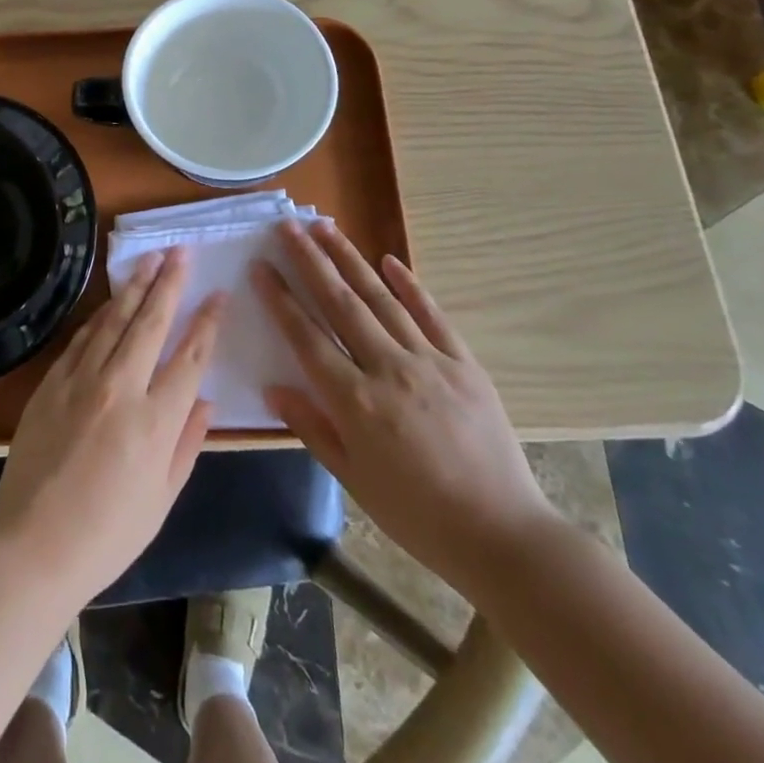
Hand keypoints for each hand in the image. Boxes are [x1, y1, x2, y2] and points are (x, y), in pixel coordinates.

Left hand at [0, 248, 222, 609]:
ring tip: (151, 259)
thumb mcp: (162, 499)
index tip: (218, 293)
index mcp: (156, 421)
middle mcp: (121, 388)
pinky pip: (82, 337)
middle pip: (151, 322)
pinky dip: (100, 315)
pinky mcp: (52, 382)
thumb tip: (206, 400)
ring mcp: (82, 380)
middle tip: (182, 251)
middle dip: (170, 282)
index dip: (207, 321)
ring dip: (135, 286)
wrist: (31, 544)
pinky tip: (111, 300)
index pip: (190, 356)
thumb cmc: (106, 534)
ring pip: (114, 320)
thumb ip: (187, 443)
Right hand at [255, 219, 560, 593]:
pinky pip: (431, 315)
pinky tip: (389, 261)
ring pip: (380, 298)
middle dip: (310, 260)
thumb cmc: (417, 515)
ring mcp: (429, 361)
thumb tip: (273, 387)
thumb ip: (312, 427)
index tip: (260, 266)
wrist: (503, 535)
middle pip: (340, 303)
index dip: (280, 298)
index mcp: (355, 401)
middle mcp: (388, 369)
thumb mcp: (353, 479)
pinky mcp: (464, 363)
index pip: (306, 336)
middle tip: (287, 226)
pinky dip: (409, 285)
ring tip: (325, 227)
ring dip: (350, 259)